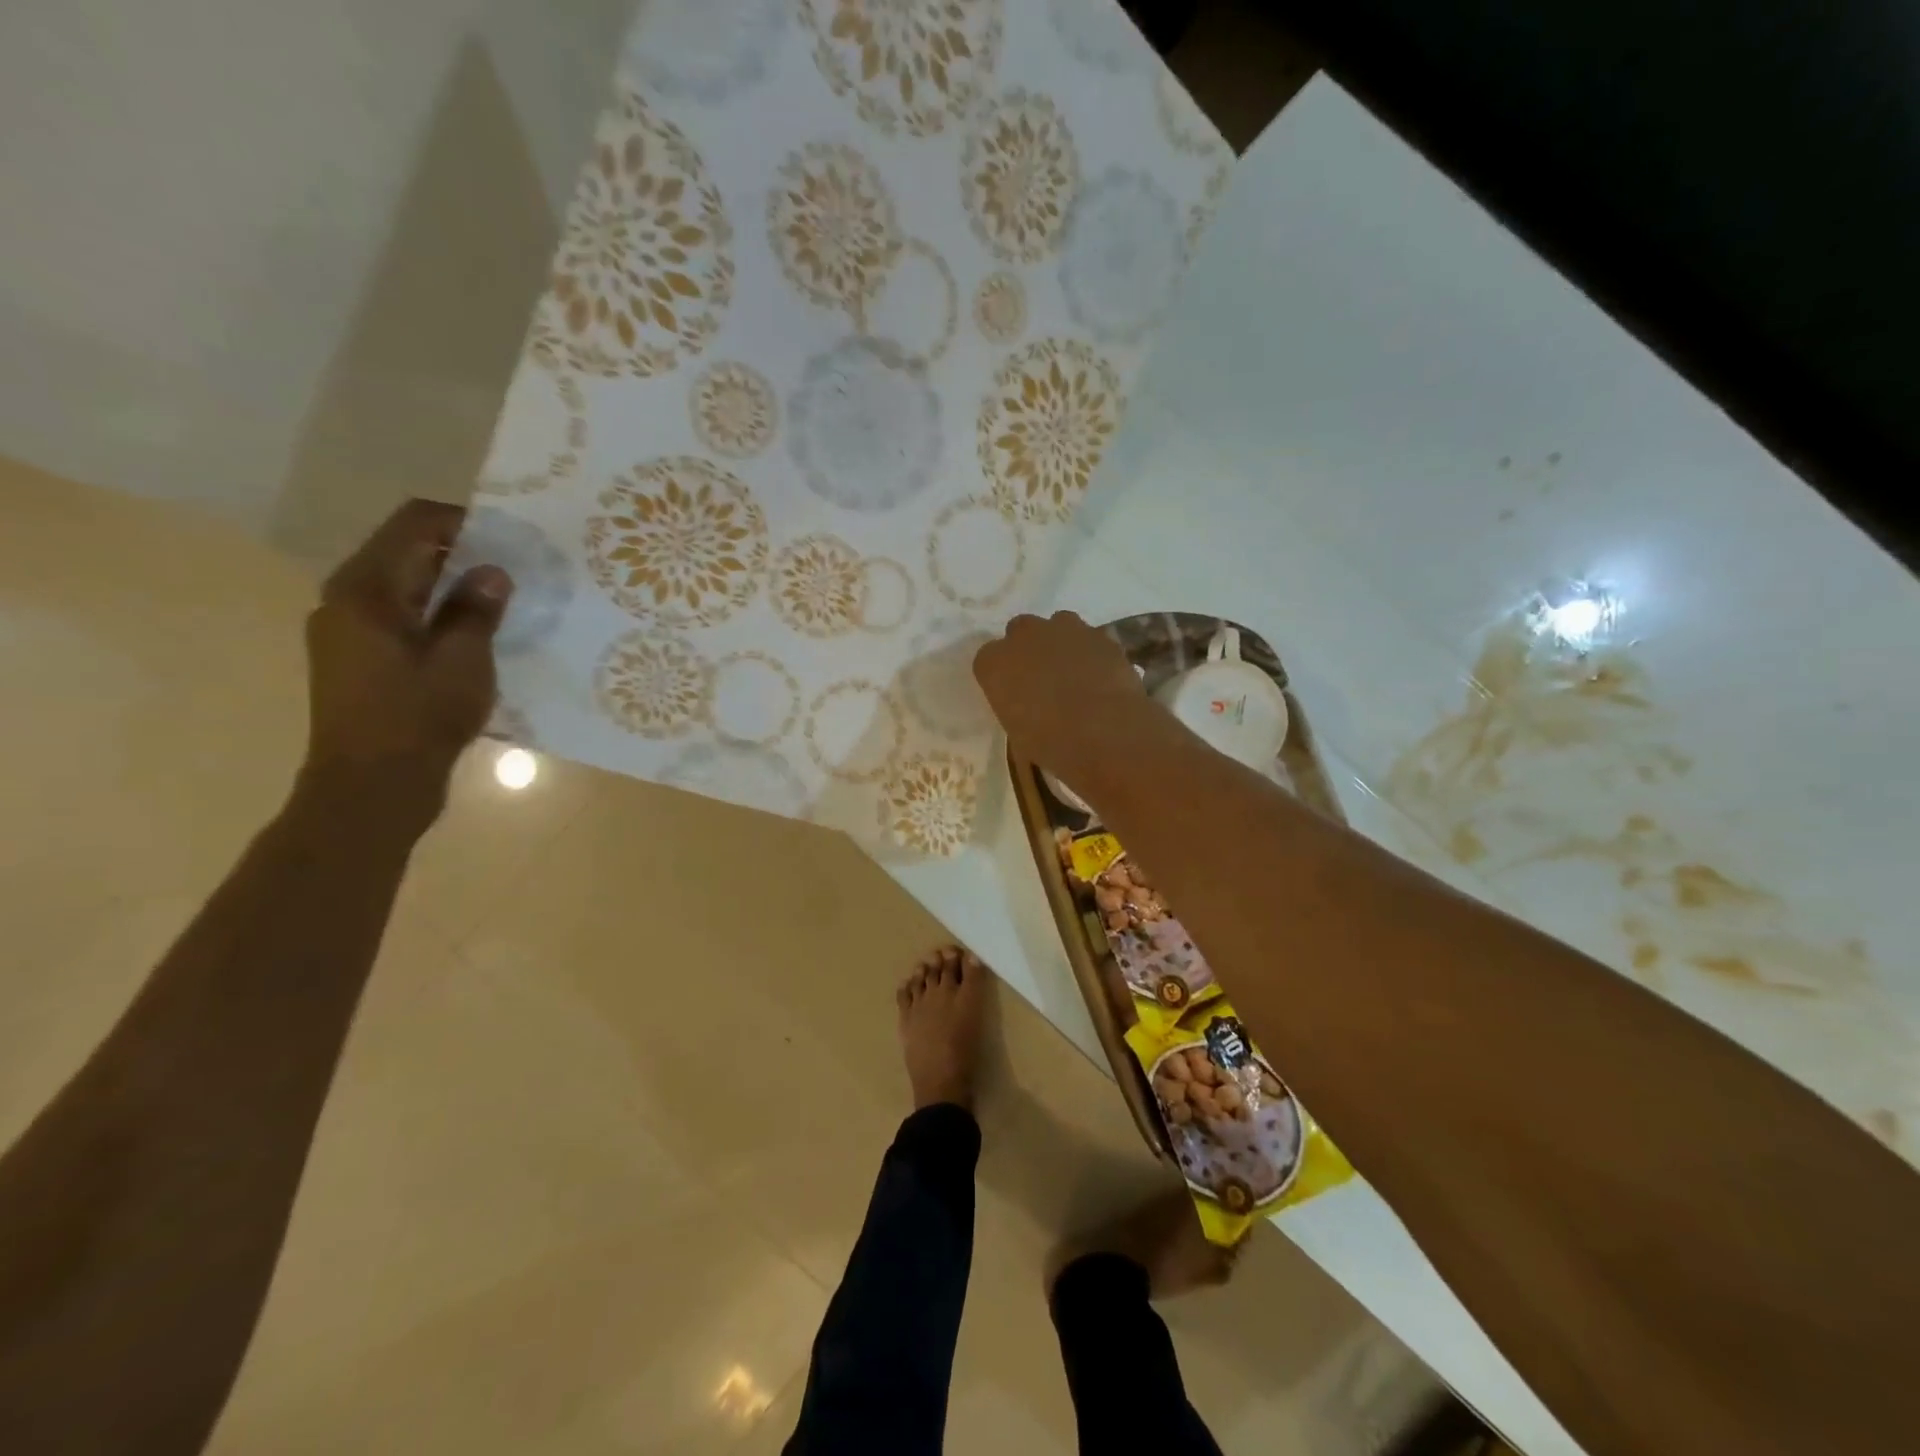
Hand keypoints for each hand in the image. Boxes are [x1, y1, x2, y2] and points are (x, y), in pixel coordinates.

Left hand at [303, 499, 512, 790]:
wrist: (371, 787)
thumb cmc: (418, 718)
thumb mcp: (463, 660)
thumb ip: (476, 609)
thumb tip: (492, 572)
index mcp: (367, 589)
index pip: (413, 523)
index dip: (462, 519)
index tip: (510, 536)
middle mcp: (345, 599)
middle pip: (404, 551)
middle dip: (460, 552)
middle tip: (515, 568)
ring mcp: (346, 631)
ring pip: (402, 586)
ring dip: (449, 586)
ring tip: (500, 601)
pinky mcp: (356, 659)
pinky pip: (398, 616)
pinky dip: (435, 613)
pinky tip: (472, 635)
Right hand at [973, 612, 1154, 786]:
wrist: (1106, 734)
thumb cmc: (1051, 743)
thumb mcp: (1019, 734)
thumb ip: (1017, 710)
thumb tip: (1029, 711)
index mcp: (994, 663)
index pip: (988, 660)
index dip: (1001, 675)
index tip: (1011, 693)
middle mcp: (1024, 636)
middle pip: (1020, 631)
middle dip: (1028, 648)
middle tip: (1041, 678)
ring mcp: (1065, 629)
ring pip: (1057, 625)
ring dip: (1060, 642)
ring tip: (1073, 673)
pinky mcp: (1099, 635)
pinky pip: (1090, 638)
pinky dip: (1091, 652)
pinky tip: (1100, 675)